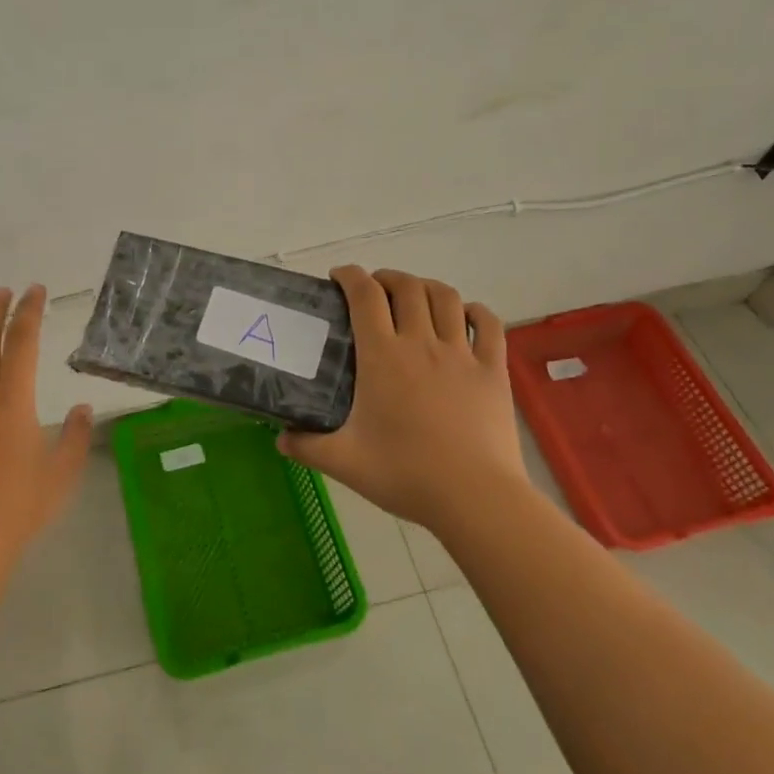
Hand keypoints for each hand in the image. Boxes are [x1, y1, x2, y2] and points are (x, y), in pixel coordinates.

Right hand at [279, 267, 523, 532]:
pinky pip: (489, 324)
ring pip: (447, 297)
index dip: (350, 276)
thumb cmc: (405, 474)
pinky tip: (466, 315)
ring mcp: (462, 354)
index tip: (338, 277)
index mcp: (382, 356)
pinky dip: (475, 310)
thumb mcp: (344, 463)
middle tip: (375, 289)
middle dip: (387, 277)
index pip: (364, 295)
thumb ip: (306, 447)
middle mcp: (421, 343)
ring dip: (427, 286)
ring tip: (415, 295)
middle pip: (407, 287)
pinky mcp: (493, 370)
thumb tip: (280, 439)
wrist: (475, 497)